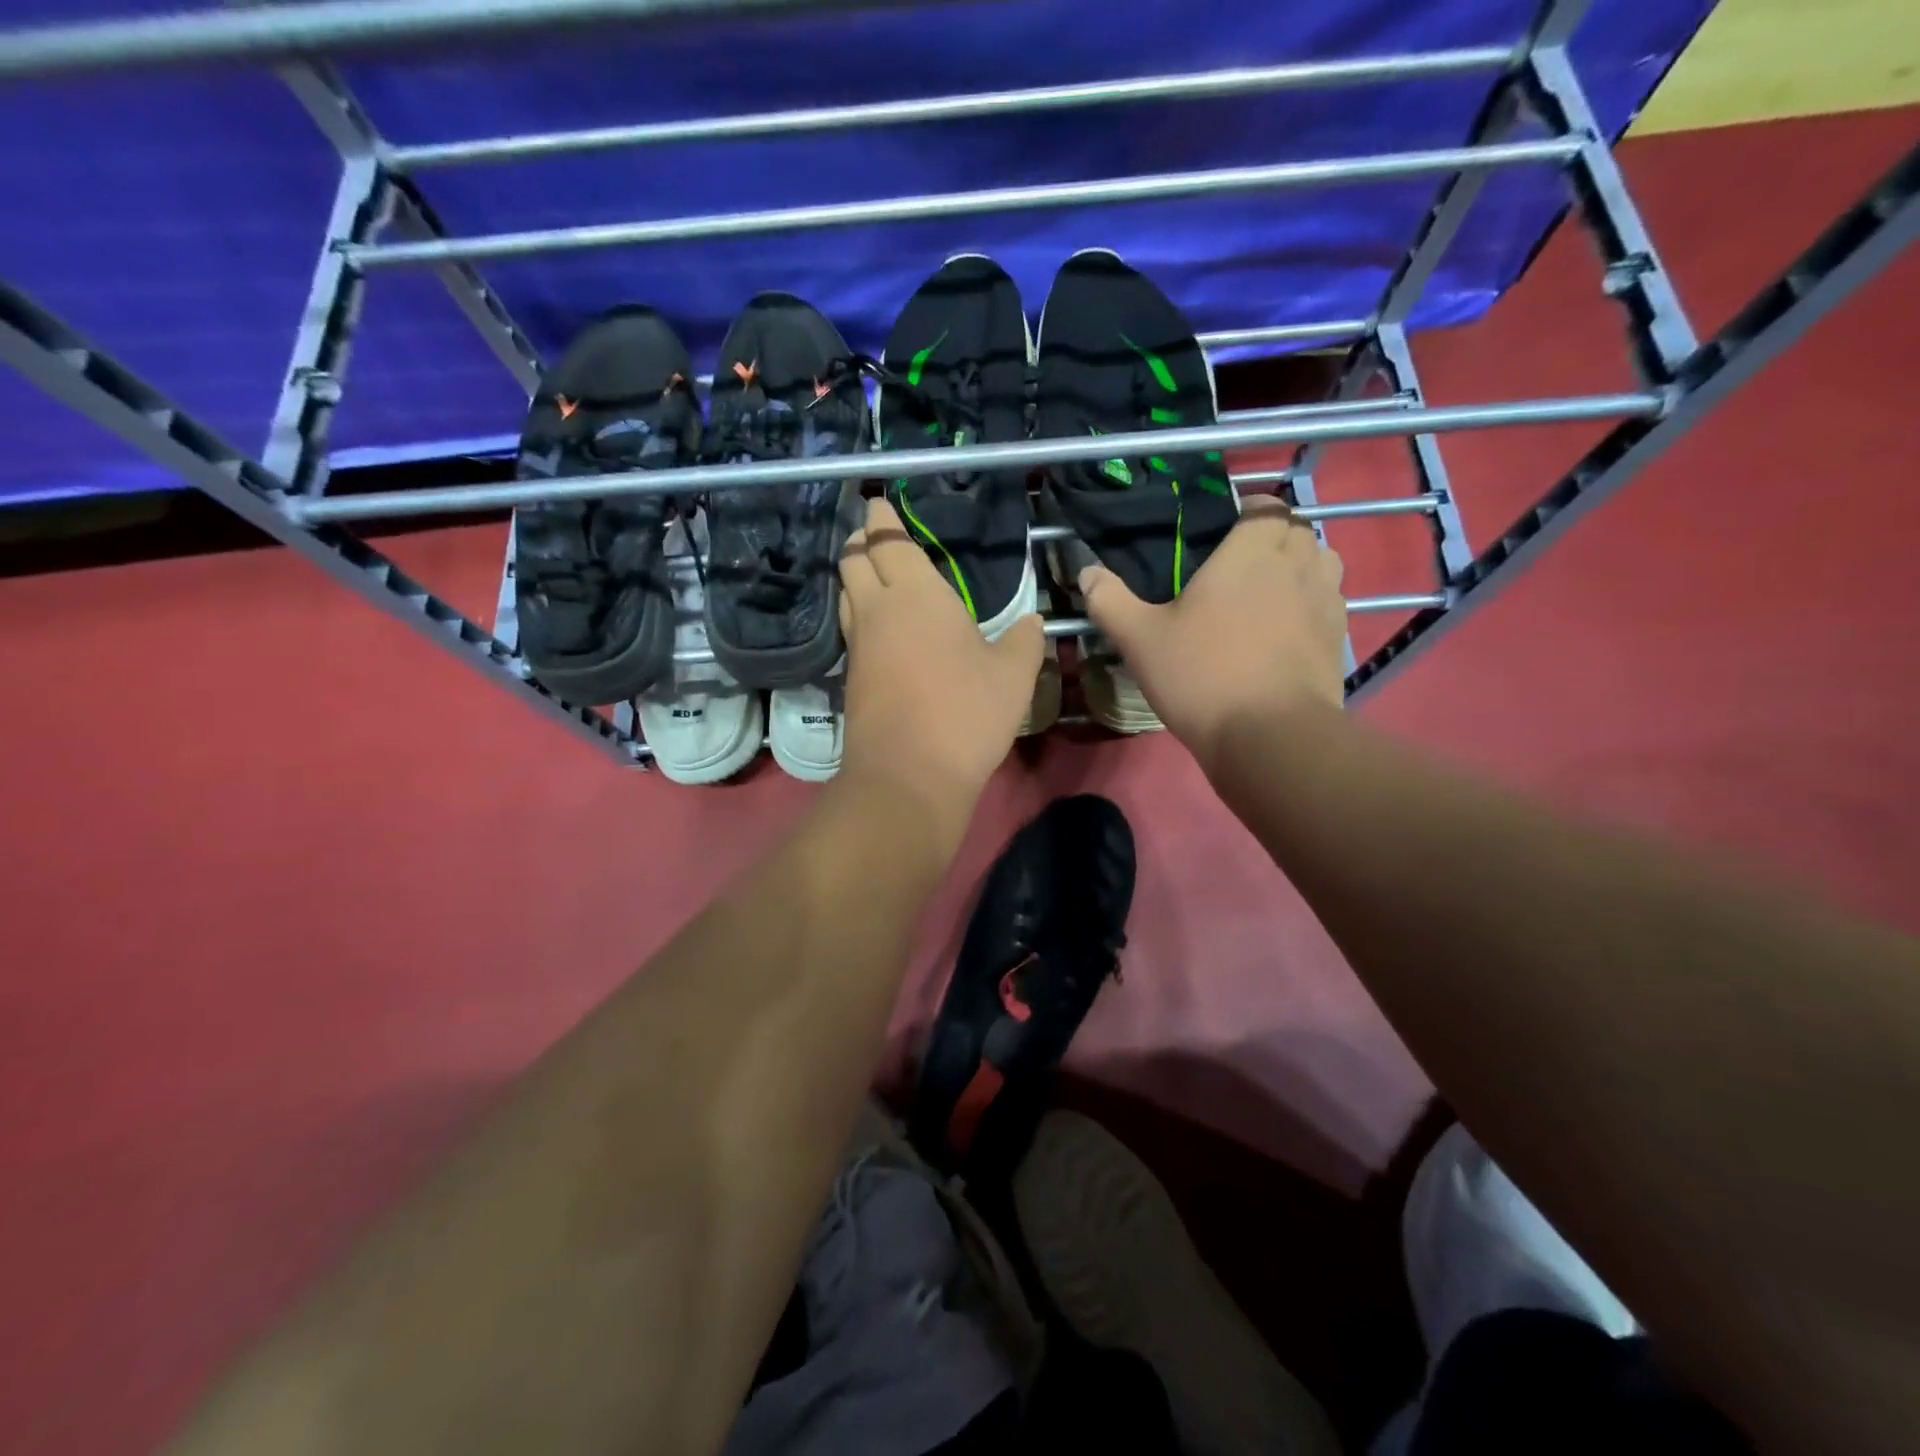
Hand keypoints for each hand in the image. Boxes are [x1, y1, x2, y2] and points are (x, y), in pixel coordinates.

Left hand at [837, 498, 1043, 817]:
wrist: (908, 775)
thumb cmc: (965, 712)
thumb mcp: (1013, 674)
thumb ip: (1023, 641)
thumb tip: (1031, 623)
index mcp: (916, 594)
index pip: (887, 540)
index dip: (881, 517)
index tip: (879, 502)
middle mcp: (877, 610)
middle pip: (852, 560)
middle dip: (859, 539)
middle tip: (873, 532)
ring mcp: (859, 646)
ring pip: (846, 595)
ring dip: (855, 576)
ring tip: (874, 572)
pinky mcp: (852, 679)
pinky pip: (852, 630)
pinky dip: (860, 614)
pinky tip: (881, 626)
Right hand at [1080, 495, 1345, 766]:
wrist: (1269, 735)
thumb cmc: (1201, 675)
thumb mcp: (1140, 639)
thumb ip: (1110, 601)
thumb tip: (1086, 572)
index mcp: (1250, 553)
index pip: (1266, 507)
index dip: (1250, 510)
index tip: (1227, 528)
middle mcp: (1296, 565)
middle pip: (1298, 530)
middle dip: (1275, 535)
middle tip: (1242, 562)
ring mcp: (1325, 601)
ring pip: (1323, 562)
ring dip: (1301, 564)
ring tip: (1271, 589)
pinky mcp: (1338, 637)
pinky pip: (1331, 601)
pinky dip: (1313, 601)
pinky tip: (1287, 628)